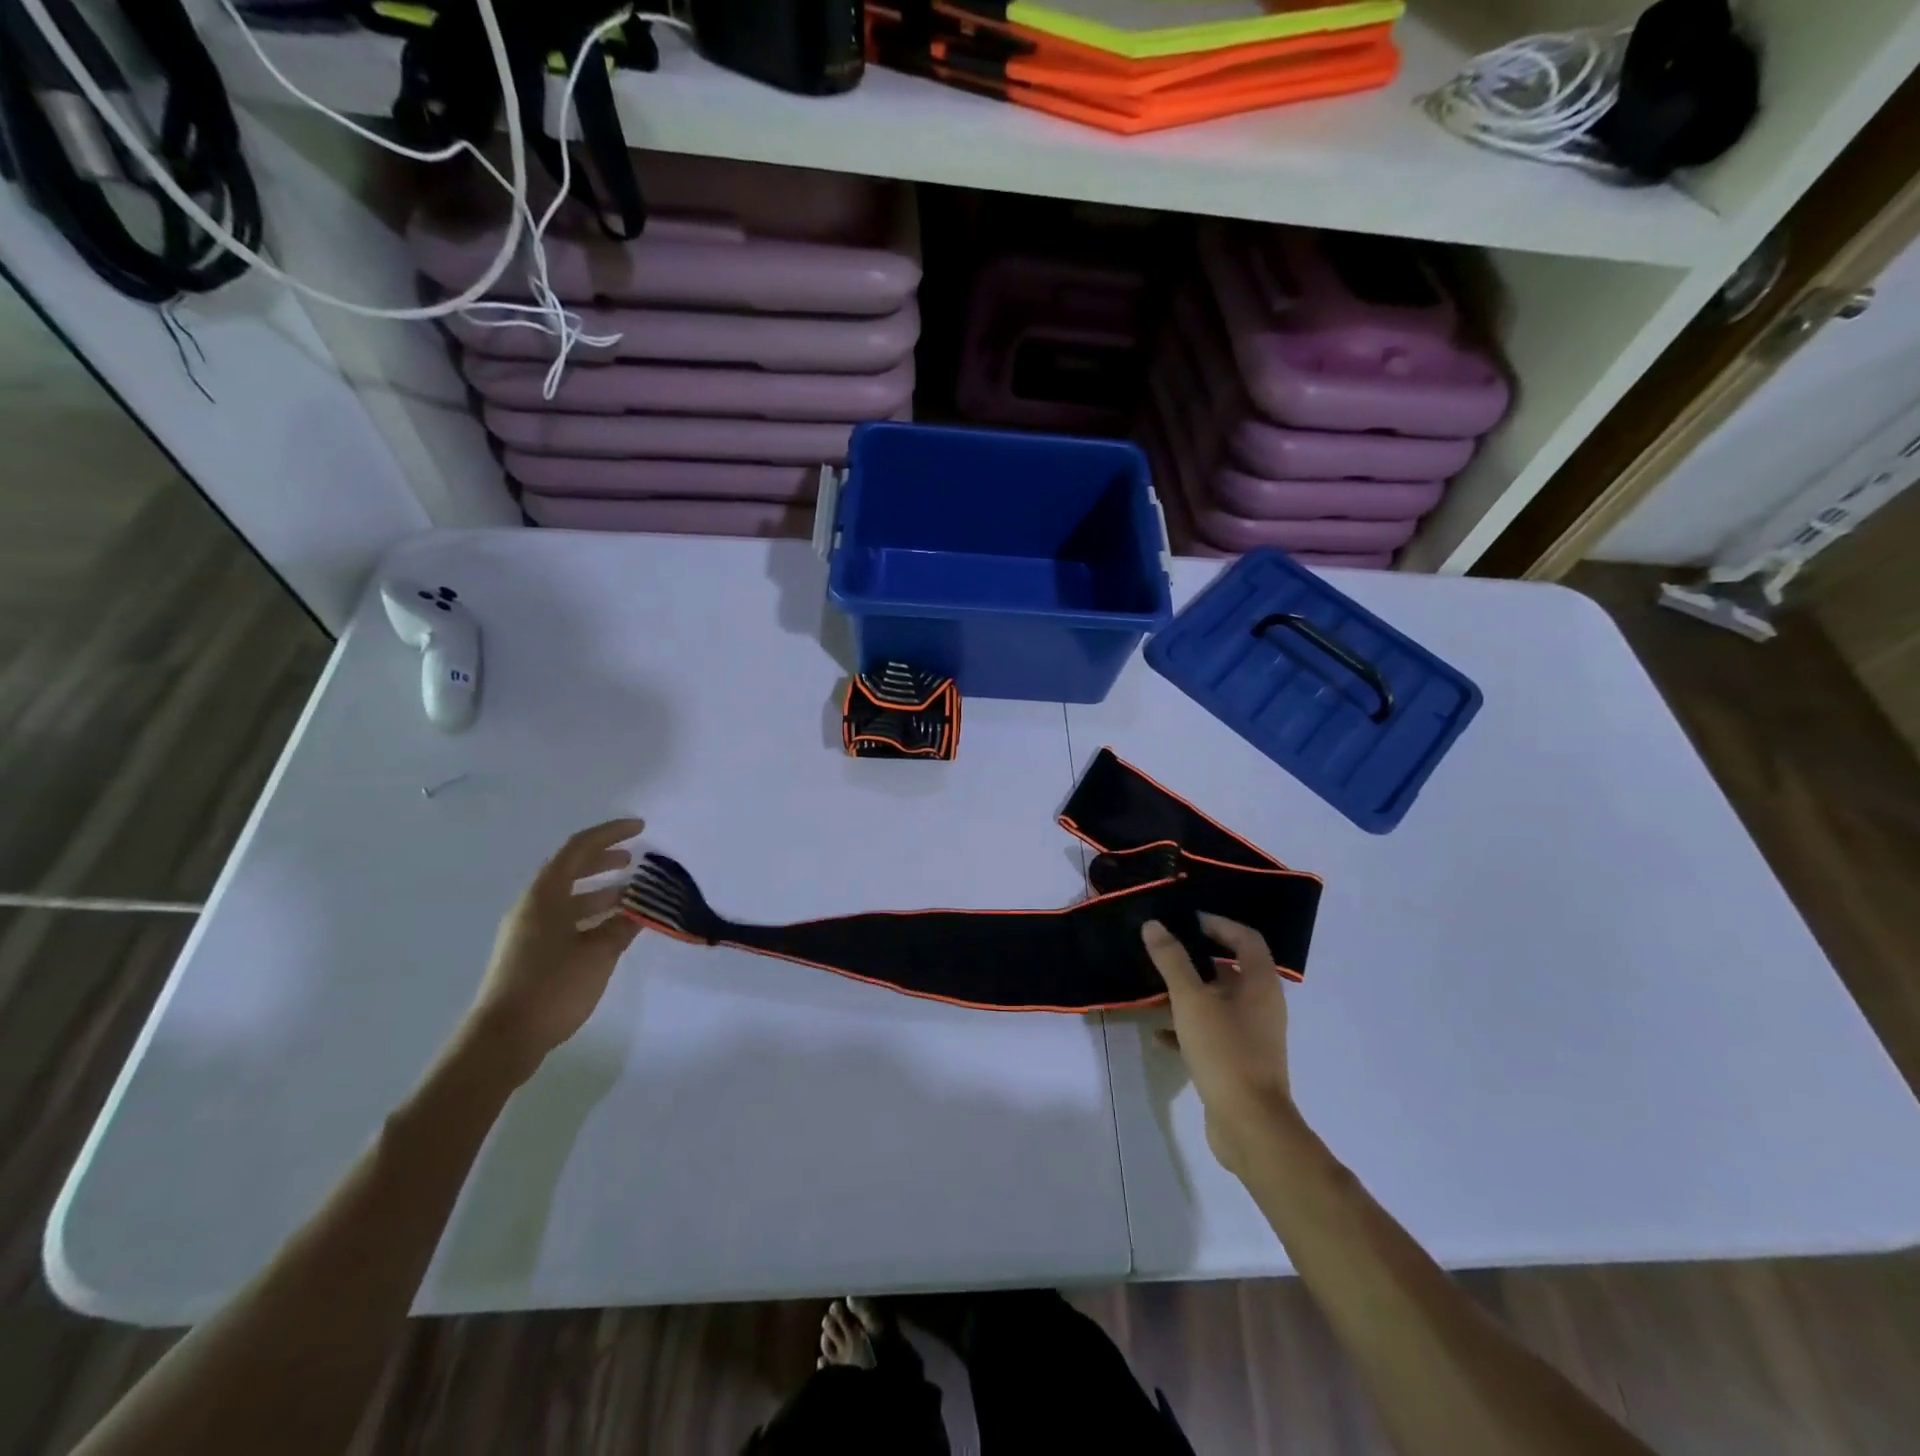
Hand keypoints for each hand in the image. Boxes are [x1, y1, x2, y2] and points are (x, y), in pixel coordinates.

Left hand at [463, 818, 645, 1080]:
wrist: (502, 1041)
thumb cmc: (551, 988)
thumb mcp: (598, 954)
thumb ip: (622, 926)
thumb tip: (640, 909)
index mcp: (545, 896)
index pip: (579, 848)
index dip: (611, 834)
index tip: (640, 829)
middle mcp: (533, 906)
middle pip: (571, 870)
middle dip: (605, 861)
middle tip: (636, 860)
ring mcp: (528, 931)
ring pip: (569, 898)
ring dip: (601, 891)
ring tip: (633, 897)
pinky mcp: (529, 954)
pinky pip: (565, 919)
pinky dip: (591, 915)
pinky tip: (613, 929)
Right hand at [1142, 915, 1295, 1173]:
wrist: (1249, 1125)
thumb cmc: (1225, 1051)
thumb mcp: (1191, 1000)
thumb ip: (1171, 961)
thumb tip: (1154, 925)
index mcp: (1260, 984)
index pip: (1246, 939)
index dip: (1219, 924)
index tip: (1187, 920)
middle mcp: (1262, 1005)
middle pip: (1231, 969)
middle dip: (1197, 958)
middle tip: (1166, 950)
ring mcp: (1252, 1035)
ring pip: (1218, 1002)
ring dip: (1189, 993)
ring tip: (1155, 989)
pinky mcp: (1239, 1061)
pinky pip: (1211, 1033)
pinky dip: (1187, 1028)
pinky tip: (1157, 1034)